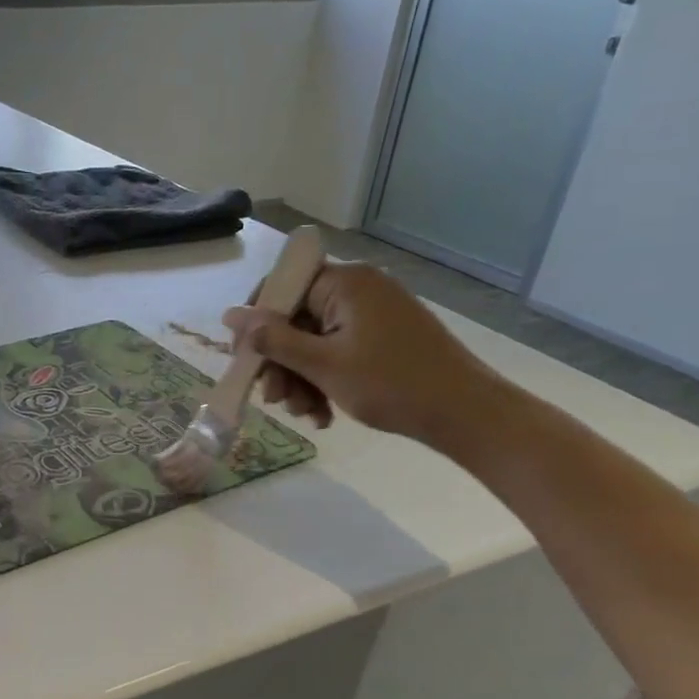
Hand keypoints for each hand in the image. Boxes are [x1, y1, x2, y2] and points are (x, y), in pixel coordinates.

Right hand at [223, 262, 501, 446]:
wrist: (468, 415)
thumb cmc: (391, 384)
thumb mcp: (322, 364)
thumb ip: (272, 338)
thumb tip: (230, 314)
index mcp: (344, 283)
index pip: (280, 288)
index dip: (255, 324)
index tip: (244, 360)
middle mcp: (358, 289)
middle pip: (296, 319)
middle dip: (281, 363)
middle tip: (275, 401)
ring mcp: (373, 314)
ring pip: (314, 341)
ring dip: (301, 378)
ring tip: (305, 415)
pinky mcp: (384, 337)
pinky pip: (338, 351)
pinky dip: (325, 380)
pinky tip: (324, 414)